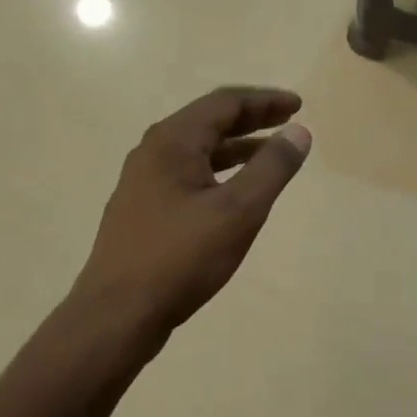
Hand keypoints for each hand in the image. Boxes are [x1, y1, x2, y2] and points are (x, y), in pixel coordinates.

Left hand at [71, 87, 311, 340]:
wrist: (117, 315)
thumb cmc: (181, 257)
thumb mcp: (239, 211)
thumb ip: (272, 167)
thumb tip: (299, 132)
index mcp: (172, 141)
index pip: (225, 103)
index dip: (265, 101)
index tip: (298, 106)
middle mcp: (153, 152)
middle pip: (209, 121)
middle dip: (252, 119)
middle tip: (289, 121)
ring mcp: (144, 182)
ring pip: (198, 150)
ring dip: (236, 146)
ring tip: (271, 154)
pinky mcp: (143, 209)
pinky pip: (189, 174)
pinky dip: (219, 170)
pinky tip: (235, 191)